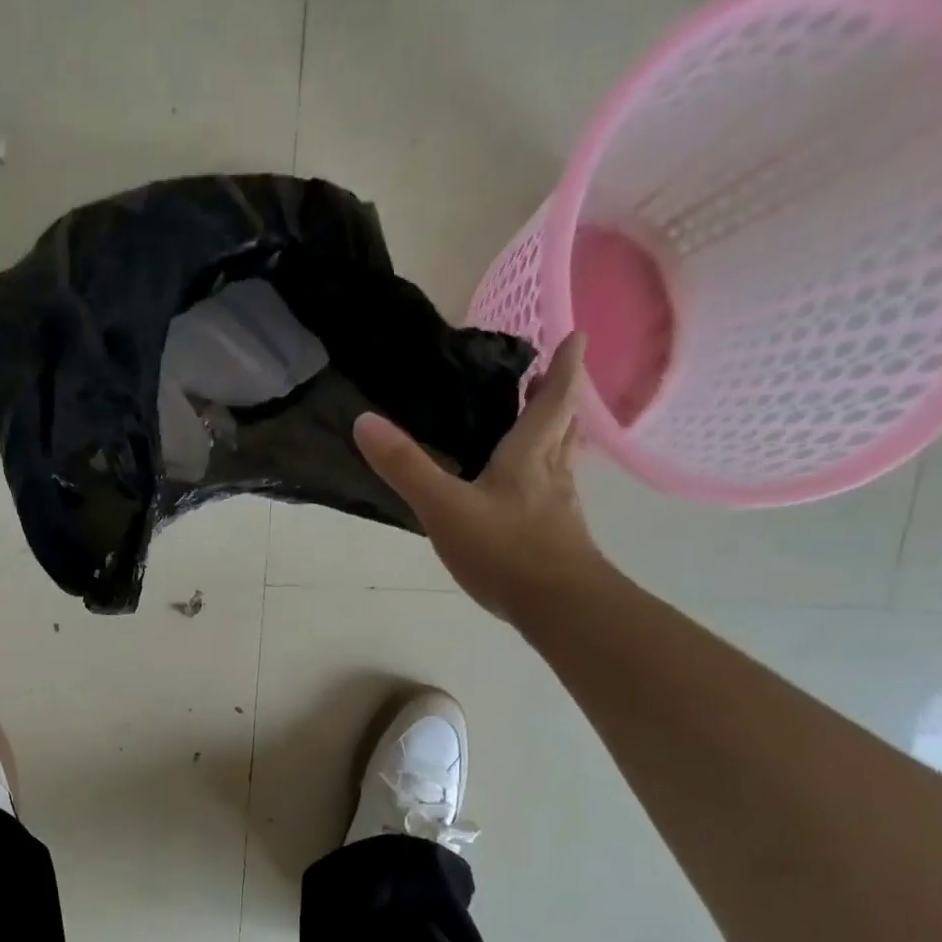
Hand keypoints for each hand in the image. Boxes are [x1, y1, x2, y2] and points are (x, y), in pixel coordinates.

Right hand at [355, 332, 606, 623]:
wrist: (557, 605)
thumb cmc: (504, 549)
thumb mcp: (444, 507)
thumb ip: (406, 468)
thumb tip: (365, 421)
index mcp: (528, 457)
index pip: (553, 400)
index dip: (564, 367)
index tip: (576, 336)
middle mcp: (551, 475)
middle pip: (562, 427)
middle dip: (557, 400)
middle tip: (547, 380)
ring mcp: (559, 509)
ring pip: (561, 462)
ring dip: (555, 439)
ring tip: (540, 430)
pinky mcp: (557, 539)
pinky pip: (552, 497)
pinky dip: (544, 482)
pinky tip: (526, 499)